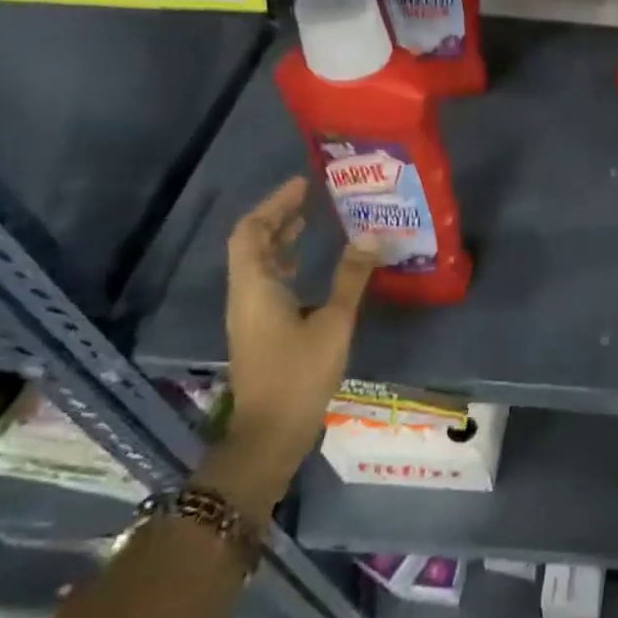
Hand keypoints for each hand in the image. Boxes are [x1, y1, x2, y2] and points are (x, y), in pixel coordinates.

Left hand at [217, 177, 378, 503]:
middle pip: (252, 244)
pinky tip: (309, 268)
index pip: (252, 231)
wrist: (271, 432)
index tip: (302, 185)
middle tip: (310, 198)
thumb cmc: (299, 373)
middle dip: (278, 217)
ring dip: (280, 240)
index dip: (275, 204)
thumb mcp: (334, 322)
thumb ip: (352, 277)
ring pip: (258, 264)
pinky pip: (266, 283)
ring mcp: (249, 314)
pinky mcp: (259, 330)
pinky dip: (285, 265)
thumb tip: (372, 236)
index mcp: (255, 287)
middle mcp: (245, 295)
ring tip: (310, 223)